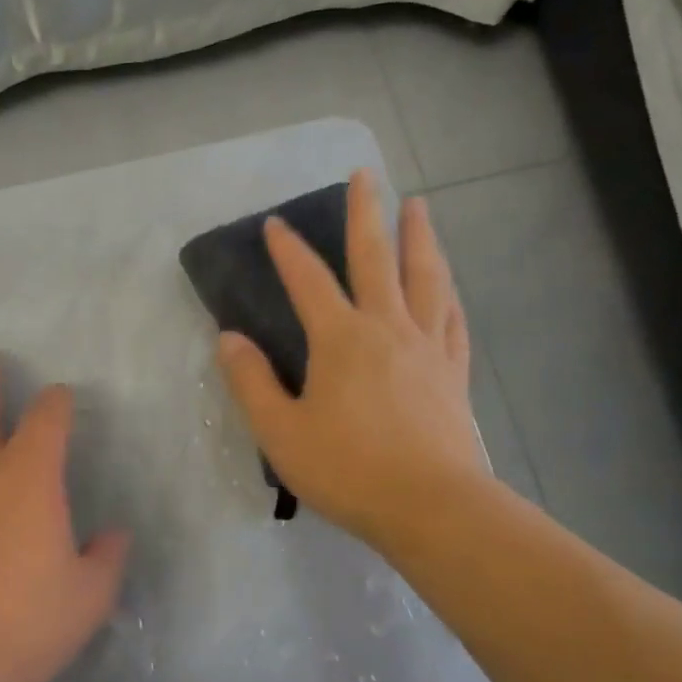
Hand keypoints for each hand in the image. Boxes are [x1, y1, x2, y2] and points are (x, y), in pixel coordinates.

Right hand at [216, 171, 488, 550]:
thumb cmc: (347, 469)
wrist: (431, 507)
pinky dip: (447, 294)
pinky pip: (452, 321)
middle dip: (367, 214)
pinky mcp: (452, 374)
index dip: (288, 251)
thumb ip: (251, 381)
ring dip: (419, 238)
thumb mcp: (280, 431)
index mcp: (341, 339)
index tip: (275, 224)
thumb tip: (228, 339)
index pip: (309, 282)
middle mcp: (388, 329)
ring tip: (418, 207)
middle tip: (366, 175)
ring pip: (426, 278)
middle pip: (377, 259)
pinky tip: (447, 287)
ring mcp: (427, 348)